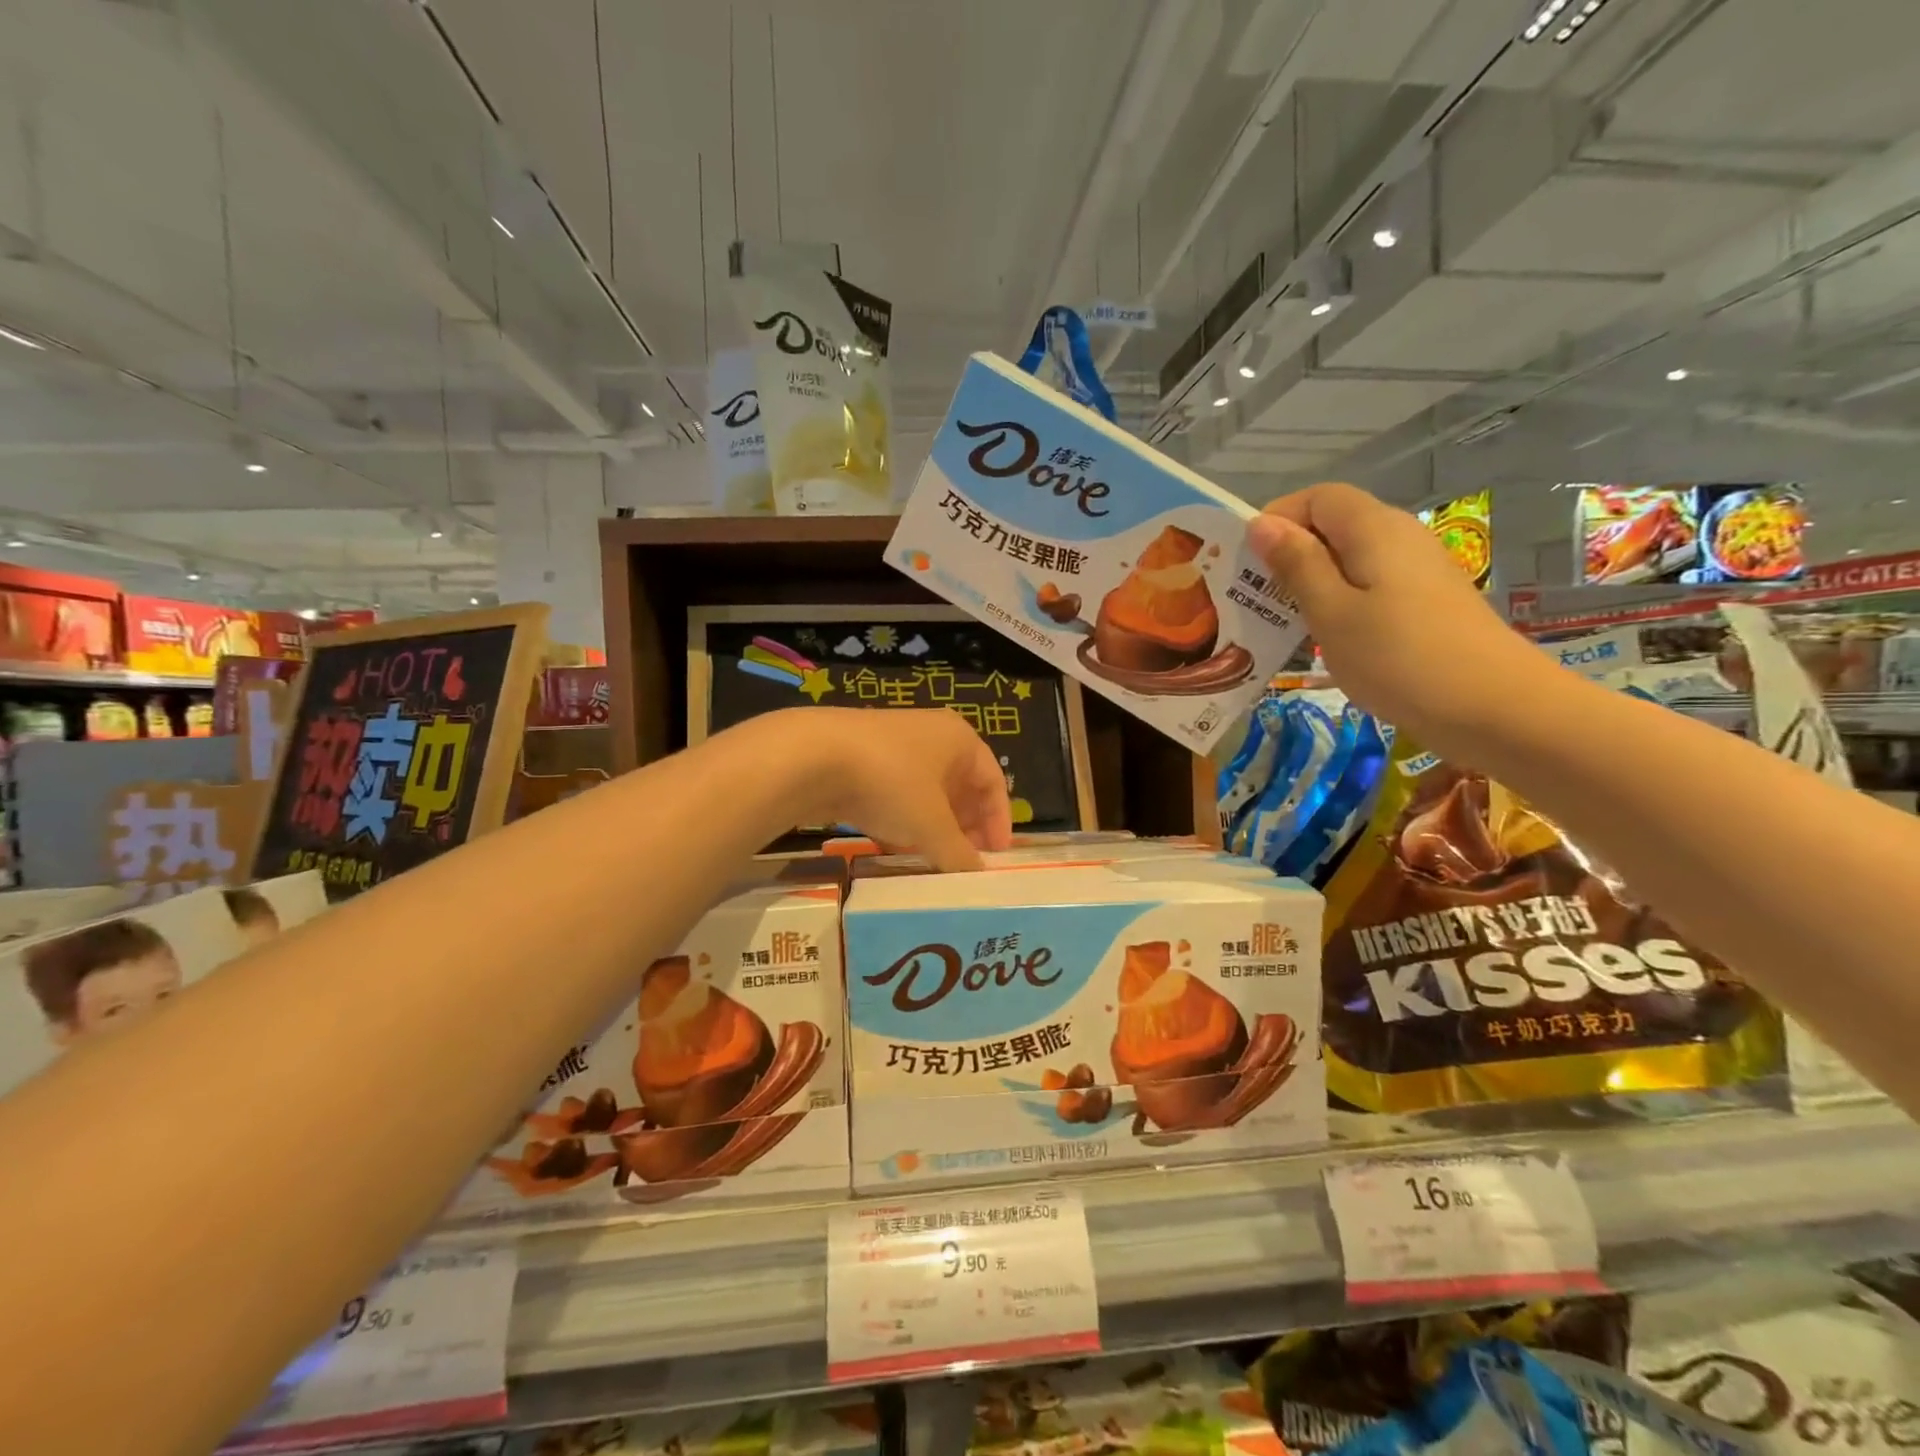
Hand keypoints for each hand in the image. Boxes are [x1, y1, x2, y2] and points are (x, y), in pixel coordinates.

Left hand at [775, 707, 1013, 870]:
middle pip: (959, 786)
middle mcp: (930, 736)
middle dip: (965, 826)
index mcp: (959, 739)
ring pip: (924, 793)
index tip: (996, 855)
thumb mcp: (931, 825)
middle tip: (965, 860)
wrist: (813, 758)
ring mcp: (893, 747)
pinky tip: (895, 849)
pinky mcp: (861, 762)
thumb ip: (958, 853)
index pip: (993, 780)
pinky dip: (901, 822)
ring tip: (932, 861)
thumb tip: (976, 876)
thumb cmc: (891, 783)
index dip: (999, 820)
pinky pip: (894, 796)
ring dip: (932, 827)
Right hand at [1247, 484, 1547, 746]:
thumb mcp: (1331, 612)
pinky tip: (1326, 641)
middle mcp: (1399, 537)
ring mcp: (1417, 571)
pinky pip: (1369, 587)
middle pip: (1334, 526)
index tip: (1246, 563)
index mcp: (1373, 529)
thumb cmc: (1398, 658)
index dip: (1278, 519)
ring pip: (1350, 560)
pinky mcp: (1425, 602)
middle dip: (1289, 555)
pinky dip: (1339, 604)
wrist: (1493, 708)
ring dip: (1311, 584)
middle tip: (1255, 600)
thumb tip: (1262, 523)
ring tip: (1283, 624)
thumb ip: (1296, 565)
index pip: (1317, 498)